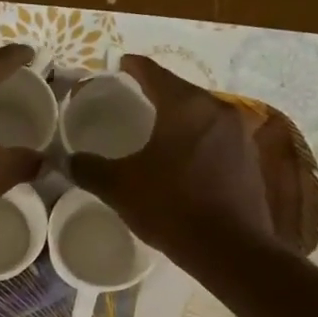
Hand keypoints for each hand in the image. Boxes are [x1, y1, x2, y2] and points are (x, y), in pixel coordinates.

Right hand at [67, 55, 278, 263]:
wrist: (229, 250)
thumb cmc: (171, 207)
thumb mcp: (121, 188)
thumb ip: (90, 169)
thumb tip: (67, 159)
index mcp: (185, 105)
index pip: (152, 73)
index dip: (132, 67)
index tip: (118, 66)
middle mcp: (217, 109)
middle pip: (180, 91)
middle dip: (156, 94)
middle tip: (132, 101)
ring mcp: (240, 134)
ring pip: (201, 115)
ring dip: (179, 119)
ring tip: (156, 131)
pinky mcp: (250, 159)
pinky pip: (216, 138)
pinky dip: (197, 141)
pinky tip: (183, 159)